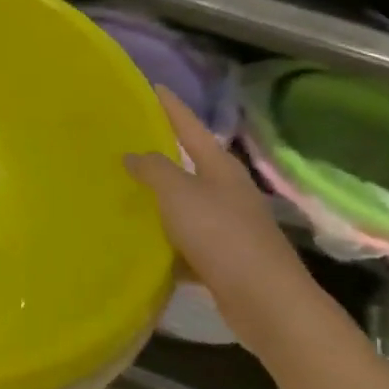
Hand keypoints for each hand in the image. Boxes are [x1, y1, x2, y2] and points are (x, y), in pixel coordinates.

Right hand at [124, 86, 320, 352]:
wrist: (266, 302)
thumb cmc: (221, 236)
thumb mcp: (180, 194)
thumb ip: (154, 169)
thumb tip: (133, 154)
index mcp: (220, 168)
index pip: (190, 126)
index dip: (171, 106)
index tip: (152, 86)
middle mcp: (227, 191)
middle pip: (190, 163)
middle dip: (161, 151)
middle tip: (125, 139)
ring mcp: (228, 225)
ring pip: (186, 204)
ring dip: (160, 199)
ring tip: (123, 190)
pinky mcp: (223, 258)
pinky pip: (186, 240)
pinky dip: (166, 240)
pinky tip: (141, 243)